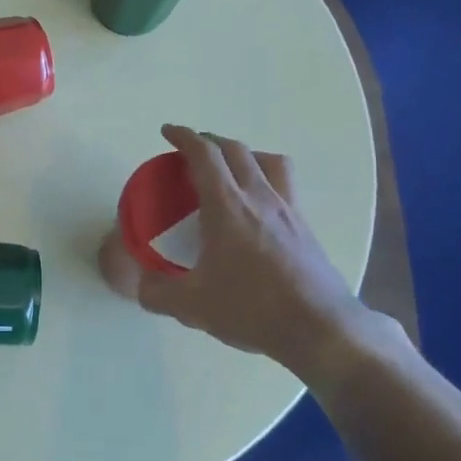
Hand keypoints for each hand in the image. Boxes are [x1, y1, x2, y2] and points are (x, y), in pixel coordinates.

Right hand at [135, 125, 408, 376]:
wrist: (320, 329)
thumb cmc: (252, 309)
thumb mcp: (193, 306)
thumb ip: (158, 293)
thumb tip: (141, 286)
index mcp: (227, 206)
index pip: (204, 155)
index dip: (184, 137)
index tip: (168, 132)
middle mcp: (259, 197)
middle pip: (236, 150)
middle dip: (210, 141)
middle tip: (192, 151)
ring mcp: (288, 209)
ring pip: (269, 161)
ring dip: (245, 154)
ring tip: (231, 169)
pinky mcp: (306, 227)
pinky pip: (285, 185)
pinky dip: (266, 180)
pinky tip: (258, 206)